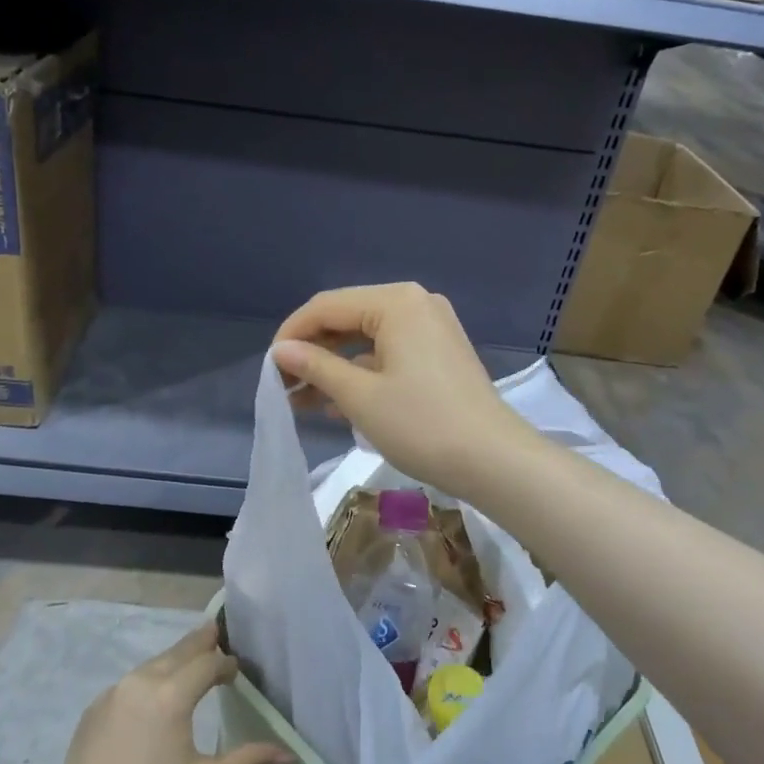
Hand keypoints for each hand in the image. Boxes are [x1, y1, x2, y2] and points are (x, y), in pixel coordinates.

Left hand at [45, 623, 289, 763]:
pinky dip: (149, 681)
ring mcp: (112, 693)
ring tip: (190, 666)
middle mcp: (140, 682)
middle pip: (178, 651)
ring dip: (174, 661)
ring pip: (152, 665)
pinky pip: (130, 684)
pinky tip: (154, 701)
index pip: (207, 663)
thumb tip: (289, 755)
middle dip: (200, 643)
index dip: (225, 664)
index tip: (237, 671)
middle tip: (217, 633)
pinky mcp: (94, 708)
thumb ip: (249, 760)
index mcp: (170, 695)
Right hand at [271, 283, 542, 499]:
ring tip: (303, 401)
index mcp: (396, 302)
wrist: (494, 461)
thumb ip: (316, 367)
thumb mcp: (360, 396)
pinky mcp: (441, 354)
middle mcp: (416, 304)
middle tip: (285, 387)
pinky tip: (339, 404)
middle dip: (313, 353)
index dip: (292, 335)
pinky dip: (363, 374)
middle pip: (348, 319)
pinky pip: (390, 354)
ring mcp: (432, 329)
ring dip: (335, 368)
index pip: (326, 306)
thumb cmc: (421, 424)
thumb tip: (281, 352)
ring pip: (368, 340)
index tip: (269, 369)